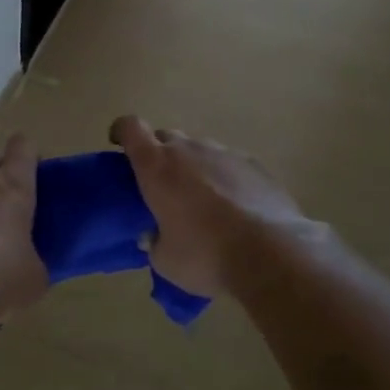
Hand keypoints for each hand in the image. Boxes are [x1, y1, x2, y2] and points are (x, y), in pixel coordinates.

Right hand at [110, 116, 315, 298]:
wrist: (271, 253)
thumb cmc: (205, 255)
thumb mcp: (166, 261)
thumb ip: (154, 243)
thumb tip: (153, 236)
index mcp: (157, 166)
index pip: (130, 128)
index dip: (121, 132)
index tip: (118, 145)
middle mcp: (188, 150)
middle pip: (165, 137)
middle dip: (159, 155)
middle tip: (163, 186)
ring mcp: (225, 153)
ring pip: (200, 150)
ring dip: (194, 167)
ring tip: (202, 201)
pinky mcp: (255, 164)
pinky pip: (230, 164)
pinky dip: (225, 178)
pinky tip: (235, 207)